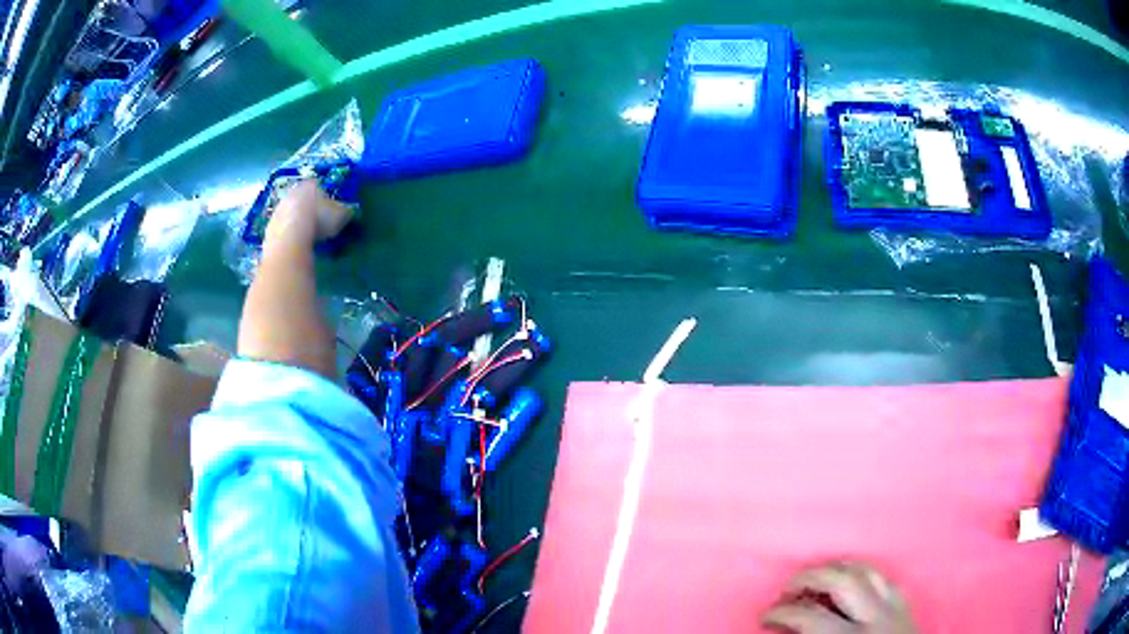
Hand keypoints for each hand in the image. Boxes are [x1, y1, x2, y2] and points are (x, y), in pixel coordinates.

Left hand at [267, 179, 352, 244]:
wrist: (290, 239)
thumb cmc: (319, 220)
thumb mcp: (342, 215)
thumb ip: (346, 211)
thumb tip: (349, 211)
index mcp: (310, 185)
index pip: (319, 185)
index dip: (325, 197)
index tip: (330, 210)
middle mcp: (292, 192)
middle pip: (302, 198)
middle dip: (308, 208)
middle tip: (318, 222)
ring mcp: (278, 210)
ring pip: (289, 213)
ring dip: (296, 222)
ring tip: (306, 237)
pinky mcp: (269, 228)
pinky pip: (281, 230)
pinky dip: (287, 236)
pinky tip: (294, 245)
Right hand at [762, 563, 916, 633]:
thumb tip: (782, 633)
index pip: (808, 617)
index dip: (780, 613)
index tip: (764, 617)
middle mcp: (875, 617)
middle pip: (840, 580)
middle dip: (808, 577)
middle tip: (787, 588)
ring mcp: (895, 607)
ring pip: (866, 570)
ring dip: (837, 568)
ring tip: (817, 576)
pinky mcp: (906, 604)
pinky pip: (884, 576)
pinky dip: (864, 572)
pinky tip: (851, 578)